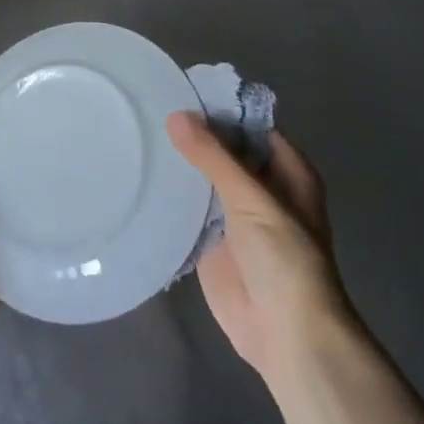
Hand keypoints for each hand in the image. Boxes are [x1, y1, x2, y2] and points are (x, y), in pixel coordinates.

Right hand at [167, 112, 358, 390]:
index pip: (250, 126)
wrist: (285, 334)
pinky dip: (170, 197)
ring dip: (180, 165)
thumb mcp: (251, 199)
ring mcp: (235, 217)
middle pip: (225, 152)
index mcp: (286, 172)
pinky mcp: (212, 243)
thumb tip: (176, 115)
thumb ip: (213, 157)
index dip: (220, 109)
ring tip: (137, 136)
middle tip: (148, 109)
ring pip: (204, 180)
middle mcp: (261, 189)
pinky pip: (189, 211)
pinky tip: (140, 177)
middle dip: (194, 136)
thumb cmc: (284, 259)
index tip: (179, 90)